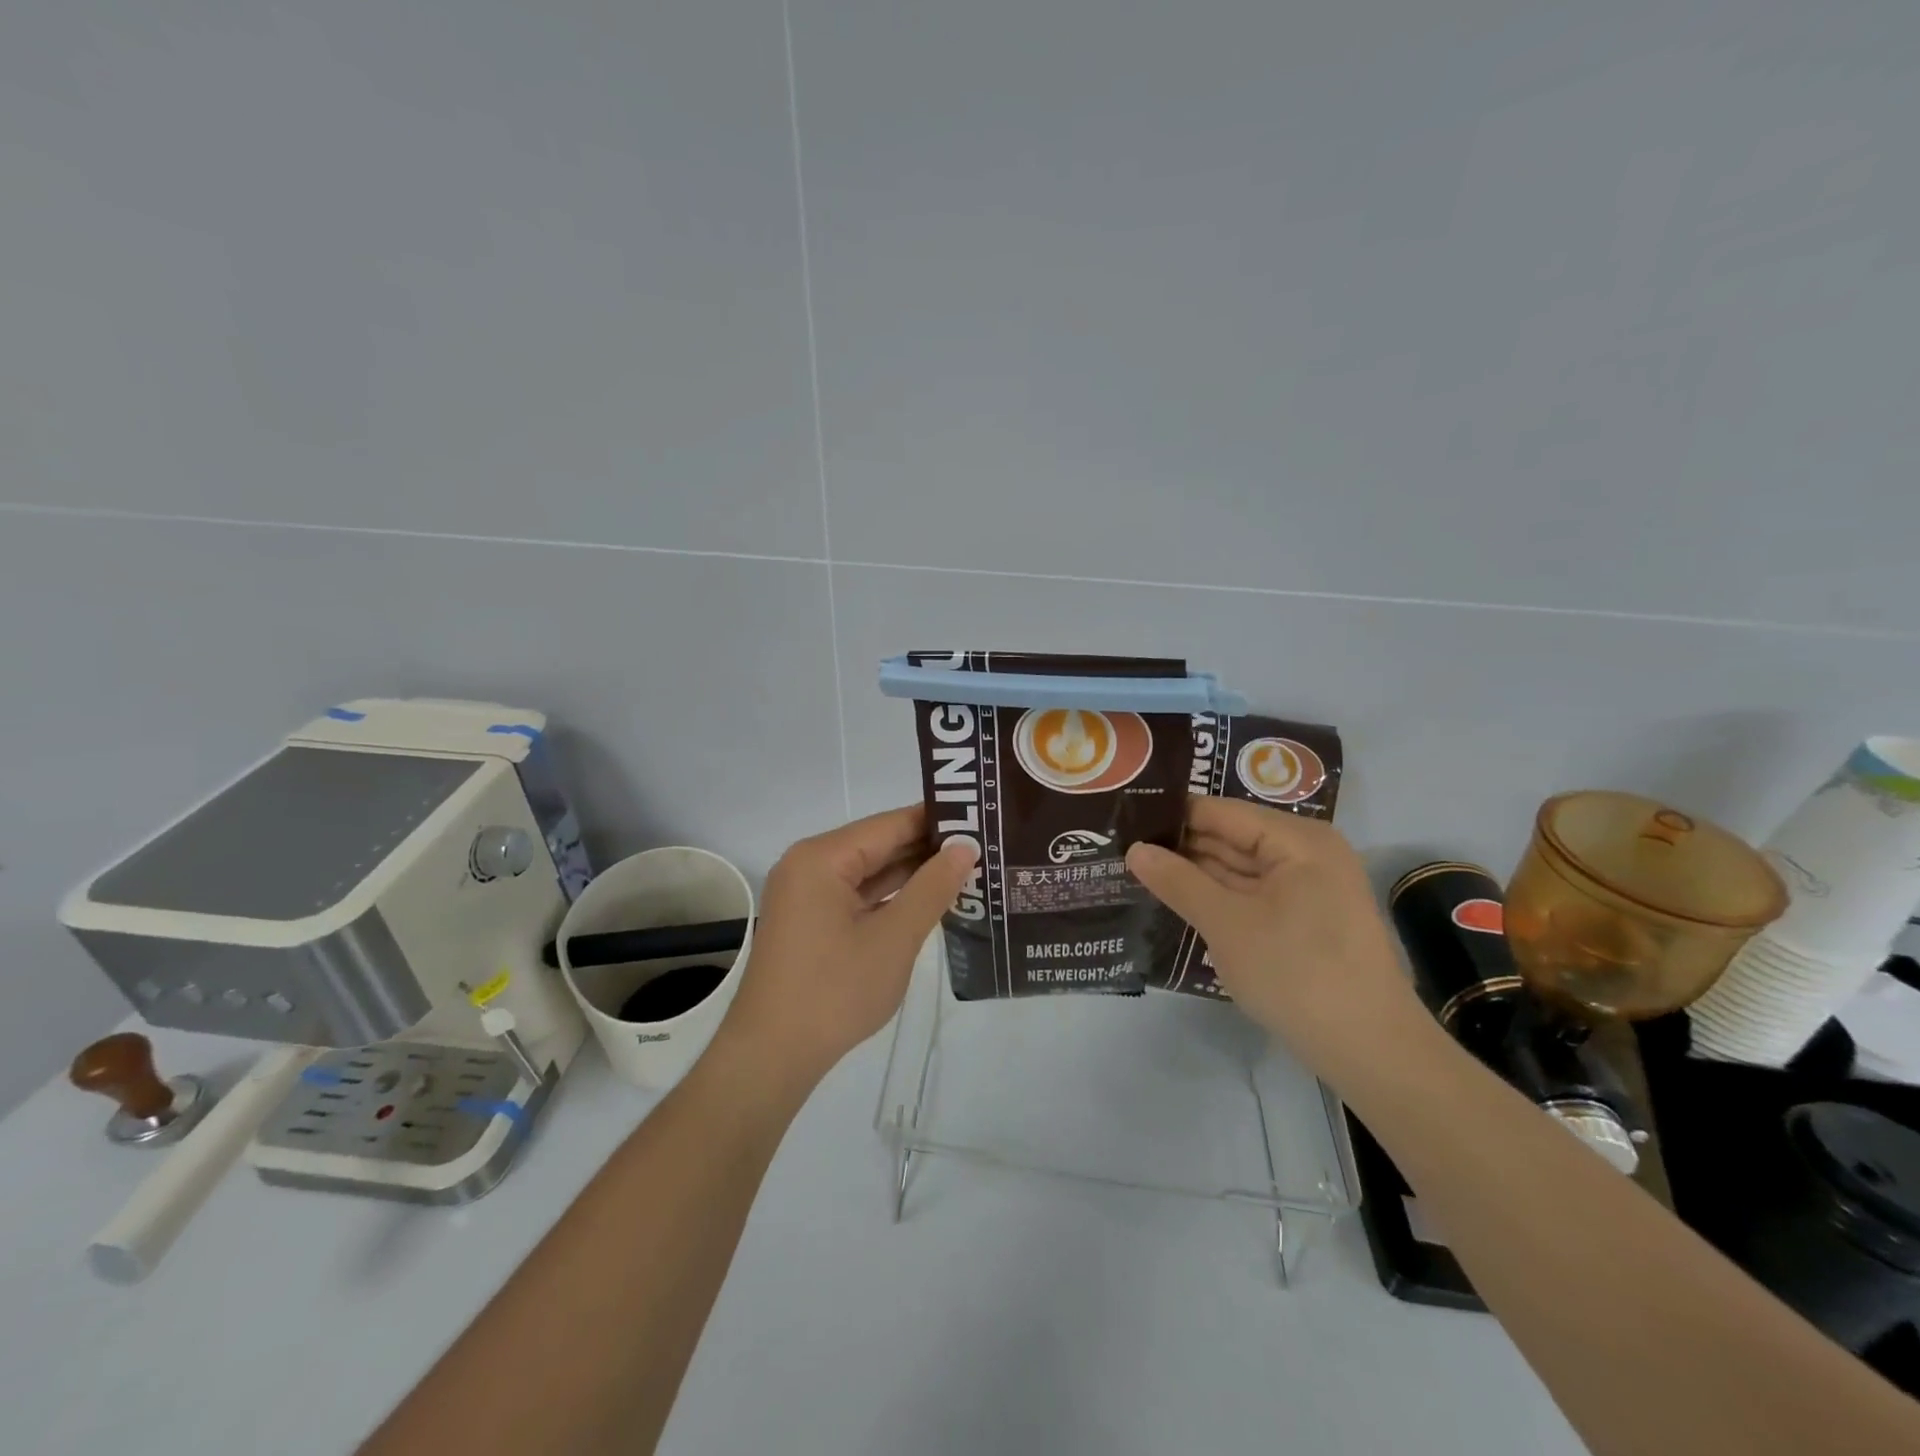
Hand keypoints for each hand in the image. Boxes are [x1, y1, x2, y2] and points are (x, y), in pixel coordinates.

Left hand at [720, 805, 978, 1091]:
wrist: (772, 1056)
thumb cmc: (835, 992)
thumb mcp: (894, 938)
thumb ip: (932, 888)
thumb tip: (965, 848)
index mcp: (822, 857)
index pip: (890, 824)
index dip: (937, 821)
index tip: (982, 819)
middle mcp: (810, 865)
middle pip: (878, 845)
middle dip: (928, 848)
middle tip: (984, 846)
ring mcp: (807, 894)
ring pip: (870, 871)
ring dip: (913, 873)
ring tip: (968, 868)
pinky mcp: (811, 920)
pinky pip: (858, 895)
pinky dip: (891, 897)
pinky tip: (930, 899)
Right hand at [1126, 798, 1425, 1082]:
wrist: (1370, 1052)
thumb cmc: (1297, 973)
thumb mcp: (1227, 924)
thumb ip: (1178, 881)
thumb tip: (1134, 849)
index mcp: (1297, 840)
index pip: (1220, 812)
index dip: (1172, 815)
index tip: (1124, 820)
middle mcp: (1306, 853)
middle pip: (1231, 837)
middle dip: (1180, 846)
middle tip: (1122, 847)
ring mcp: (1308, 889)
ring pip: (1239, 869)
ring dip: (1195, 874)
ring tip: (1136, 869)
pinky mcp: (1305, 921)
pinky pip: (1251, 895)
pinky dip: (1217, 898)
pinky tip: (1176, 900)